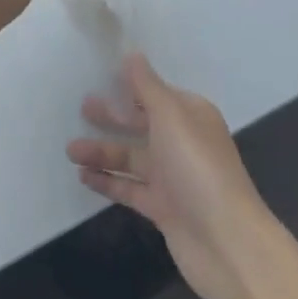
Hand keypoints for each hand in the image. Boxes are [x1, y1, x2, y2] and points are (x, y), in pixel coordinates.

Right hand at [68, 53, 274, 298]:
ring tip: (70, 149)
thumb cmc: (198, 168)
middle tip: (81, 108)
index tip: (100, 77)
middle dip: (112, 117)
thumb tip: (132, 54)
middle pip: (141, 124)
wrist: (228, 244)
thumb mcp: (171, 116)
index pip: (155, 94)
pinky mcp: (163, 209)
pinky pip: (129, 188)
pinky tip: (83, 175)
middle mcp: (182, 143)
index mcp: (190, 116)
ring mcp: (173, 178)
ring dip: (102, 152)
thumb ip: (147, 86)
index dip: (129, 86)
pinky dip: (107, 180)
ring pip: (131, 157)